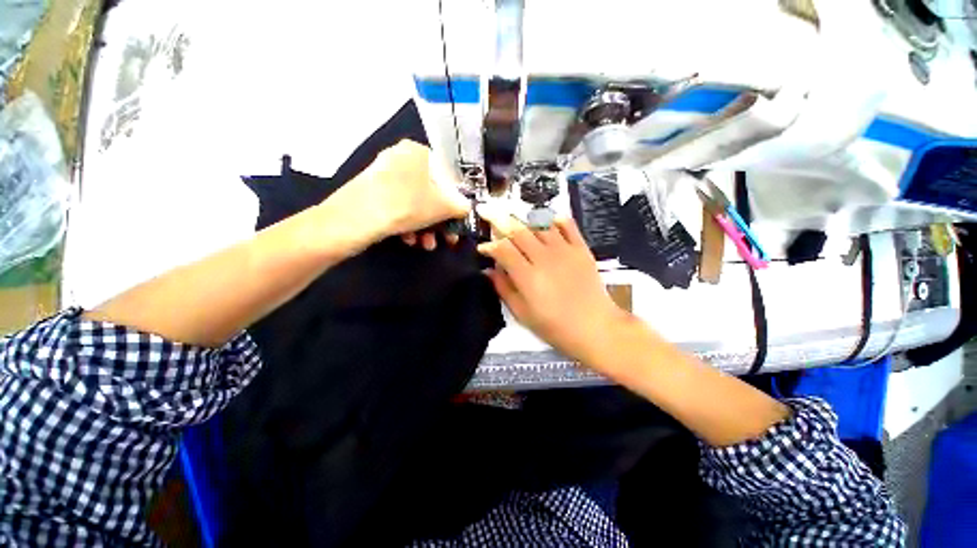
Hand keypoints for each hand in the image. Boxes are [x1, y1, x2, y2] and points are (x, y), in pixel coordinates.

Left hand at [323, 140, 470, 249]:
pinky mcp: (373, 191)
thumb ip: (461, 206)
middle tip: (447, 238)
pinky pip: (399, 206)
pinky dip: (408, 224)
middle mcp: (400, 159)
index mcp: (418, 152)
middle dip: (440, 221)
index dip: (456, 200)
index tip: (459, 220)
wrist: (353, 219)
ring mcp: (384, 175)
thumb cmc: (406, 205)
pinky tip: (410, 240)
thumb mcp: (443, 207)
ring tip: (427, 245)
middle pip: (431, 193)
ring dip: (426, 227)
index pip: (447, 176)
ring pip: (416, 203)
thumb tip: (466, 208)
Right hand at [476, 203, 627, 364]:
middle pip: (518, 231)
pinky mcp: (581, 248)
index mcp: (528, 277)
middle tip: (487, 210)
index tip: (482, 248)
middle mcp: (544, 258)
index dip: (489, 245)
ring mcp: (565, 250)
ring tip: (512, 215)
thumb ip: (503, 288)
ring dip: (522, 218)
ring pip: (539, 224)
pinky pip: (567, 224)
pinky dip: (554, 218)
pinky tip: (545, 220)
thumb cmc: (555, 327)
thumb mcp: (522, 313)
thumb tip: (488, 270)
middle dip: (498, 219)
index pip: (503, 249)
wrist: (595, 327)